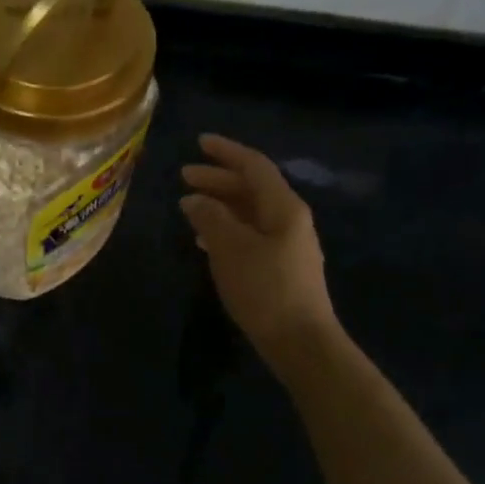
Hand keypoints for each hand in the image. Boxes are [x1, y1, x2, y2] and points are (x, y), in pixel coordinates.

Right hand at [179, 133, 337, 366]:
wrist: (300, 341)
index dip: (226, 152)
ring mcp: (287, 244)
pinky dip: (226, 229)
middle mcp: (289, 219)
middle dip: (218, 179)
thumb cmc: (265, 288)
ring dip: (220, 205)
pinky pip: (250, 234)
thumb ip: (211, 218)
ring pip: (249, 212)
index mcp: (284, 207)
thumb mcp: (231, 248)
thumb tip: (194, 199)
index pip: (254, 166)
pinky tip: (205, 240)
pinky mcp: (280, 267)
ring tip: (189, 207)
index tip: (199, 142)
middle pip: (252, 188)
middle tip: (184, 176)